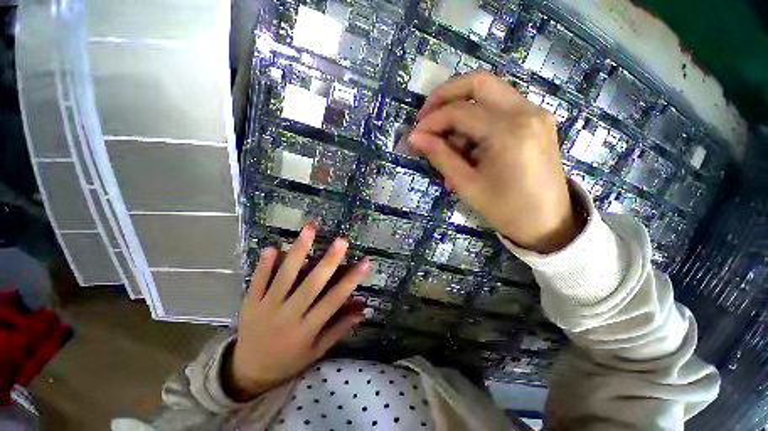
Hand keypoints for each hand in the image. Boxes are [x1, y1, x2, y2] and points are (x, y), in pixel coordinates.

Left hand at [224, 225, 369, 400]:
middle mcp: (288, 316)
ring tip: (310, 230)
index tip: (365, 262)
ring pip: (284, 276)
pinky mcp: (249, 303)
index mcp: (307, 329)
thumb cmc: (288, 361)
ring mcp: (266, 308)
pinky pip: (257, 281)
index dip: (351, 280)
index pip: (334, 301)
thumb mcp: (317, 351)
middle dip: (328, 261)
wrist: (247, 373)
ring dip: (298, 251)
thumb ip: (339, 328)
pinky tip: (273, 247)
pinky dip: (264, 264)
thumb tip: (362, 310)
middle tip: (342, 241)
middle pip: (311, 285)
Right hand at [409, 71, 582, 252]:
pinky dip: (477, 121)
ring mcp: (535, 113)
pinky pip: (499, 108)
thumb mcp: (466, 185)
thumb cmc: (506, 209)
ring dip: (461, 113)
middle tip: (426, 118)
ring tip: (449, 149)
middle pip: (478, 82)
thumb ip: (440, 156)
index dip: (431, 121)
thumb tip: (415, 138)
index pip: (459, 111)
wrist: (549, 222)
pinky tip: (468, 148)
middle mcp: (526, 111)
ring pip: (489, 93)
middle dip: (445, 96)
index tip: (414, 135)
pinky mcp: (536, 120)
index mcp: (509, 132)